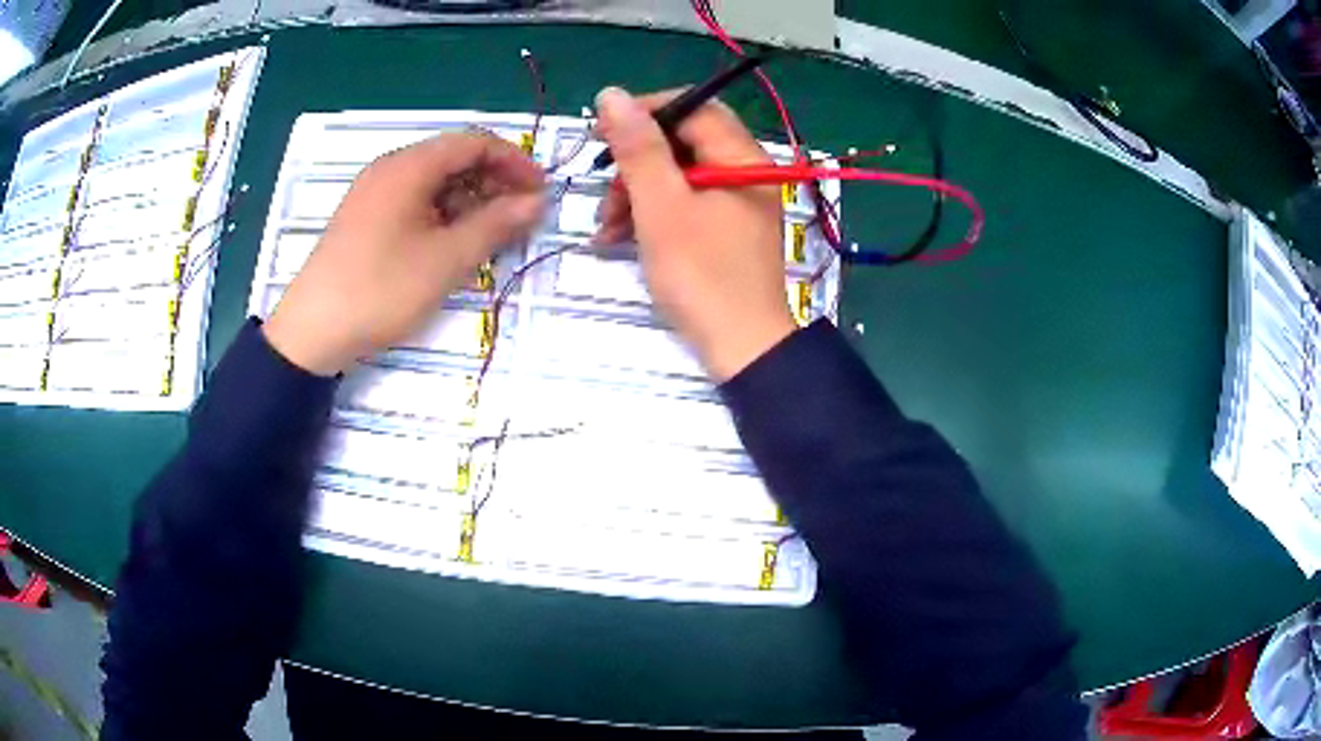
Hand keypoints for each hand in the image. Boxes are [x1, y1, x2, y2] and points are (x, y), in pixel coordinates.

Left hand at [264, 133, 544, 375]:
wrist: (312, 331)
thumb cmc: (382, 289)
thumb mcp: (447, 259)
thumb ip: (496, 224)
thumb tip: (537, 202)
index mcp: (409, 166)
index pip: (474, 143)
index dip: (514, 162)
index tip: (539, 192)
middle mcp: (390, 169)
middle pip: (453, 159)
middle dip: (493, 183)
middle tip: (519, 219)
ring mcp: (374, 193)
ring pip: (434, 183)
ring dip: (469, 202)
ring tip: (491, 237)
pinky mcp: (365, 218)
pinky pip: (414, 202)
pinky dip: (442, 215)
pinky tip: (453, 245)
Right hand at [593, 87, 795, 381]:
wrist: (741, 348)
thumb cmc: (702, 275)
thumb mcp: (661, 207)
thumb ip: (637, 148)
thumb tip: (612, 94)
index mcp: (741, 158)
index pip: (693, 108)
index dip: (645, 113)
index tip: (602, 134)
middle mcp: (744, 172)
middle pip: (682, 143)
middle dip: (635, 163)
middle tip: (605, 191)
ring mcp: (737, 202)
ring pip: (678, 175)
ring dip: (636, 194)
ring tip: (606, 229)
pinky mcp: (726, 229)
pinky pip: (684, 204)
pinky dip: (651, 215)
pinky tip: (619, 240)